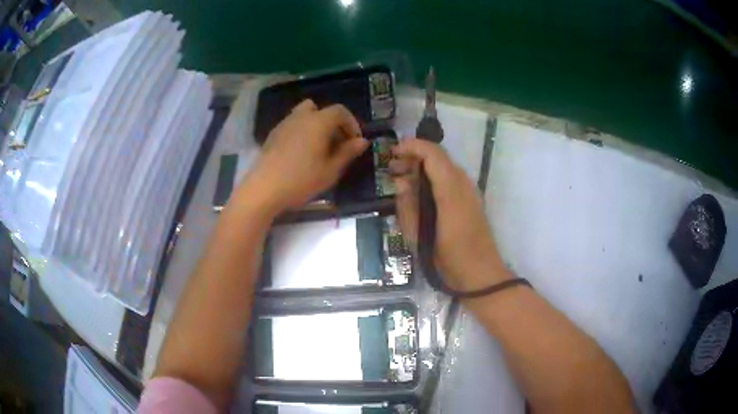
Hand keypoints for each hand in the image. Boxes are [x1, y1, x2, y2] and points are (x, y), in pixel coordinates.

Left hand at [243, 99, 368, 211]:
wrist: (263, 189)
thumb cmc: (301, 180)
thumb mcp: (330, 170)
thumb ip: (347, 153)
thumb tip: (362, 141)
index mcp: (318, 122)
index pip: (340, 111)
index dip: (352, 123)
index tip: (354, 142)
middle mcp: (301, 116)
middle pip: (321, 110)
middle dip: (333, 123)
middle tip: (337, 145)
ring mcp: (284, 124)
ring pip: (305, 114)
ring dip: (316, 125)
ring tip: (319, 148)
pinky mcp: (273, 134)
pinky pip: (292, 124)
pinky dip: (302, 131)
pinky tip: (301, 153)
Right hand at [390, 139, 509, 290]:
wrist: (480, 275)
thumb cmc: (448, 258)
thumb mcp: (419, 236)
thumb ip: (408, 206)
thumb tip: (401, 183)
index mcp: (451, 190)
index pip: (432, 153)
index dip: (411, 147)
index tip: (392, 152)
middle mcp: (463, 184)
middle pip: (438, 157)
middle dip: (414, 157)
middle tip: (392, 169)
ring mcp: (469, 191)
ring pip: (444, 168)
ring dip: (422, 169)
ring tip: (401, 181)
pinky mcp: (471, 200)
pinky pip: (449, 180)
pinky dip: (432, 179)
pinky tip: (419, 194)